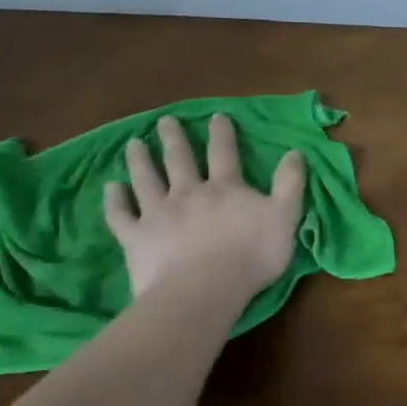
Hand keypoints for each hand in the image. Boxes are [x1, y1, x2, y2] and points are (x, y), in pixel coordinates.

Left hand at [103, 114, 305, 300]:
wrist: (204, 289)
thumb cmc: (252, 255)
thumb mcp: (285, 217)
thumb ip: (290, 184)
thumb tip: (295, 152)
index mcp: (225, 188)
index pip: (224, 153)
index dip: (221, 134)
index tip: (215, 116)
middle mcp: (189, 192)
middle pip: (179, 159)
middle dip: (174, 138)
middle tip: (165, 121)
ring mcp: (158, 213)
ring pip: (146, 179)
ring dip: (140, 160)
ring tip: (133, 144)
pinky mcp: (136, 237)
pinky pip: (121, 214)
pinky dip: (114, 200)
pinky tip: (111, 188)